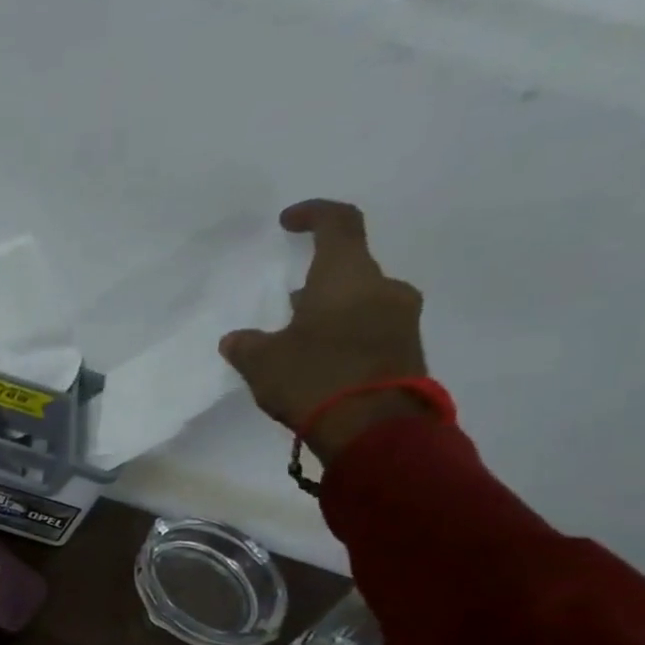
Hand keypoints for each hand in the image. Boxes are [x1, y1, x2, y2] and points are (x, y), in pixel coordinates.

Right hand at [219, 199, 430, 461]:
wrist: (375, 430)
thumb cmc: (314, 378)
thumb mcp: (262, 362)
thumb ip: (247, 344)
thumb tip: (237, 339)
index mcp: (347, 276)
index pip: (338, 223)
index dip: (313, 214)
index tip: (289, 221)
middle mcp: (383, 288)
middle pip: (349, 269)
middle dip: (316, 282)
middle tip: (285, 306)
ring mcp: (402, 319)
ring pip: (360, 302)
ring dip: (330, 313)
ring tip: (297, 341)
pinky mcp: (408, 350)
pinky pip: (371, 330)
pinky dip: (344, 337)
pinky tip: (317, 364)